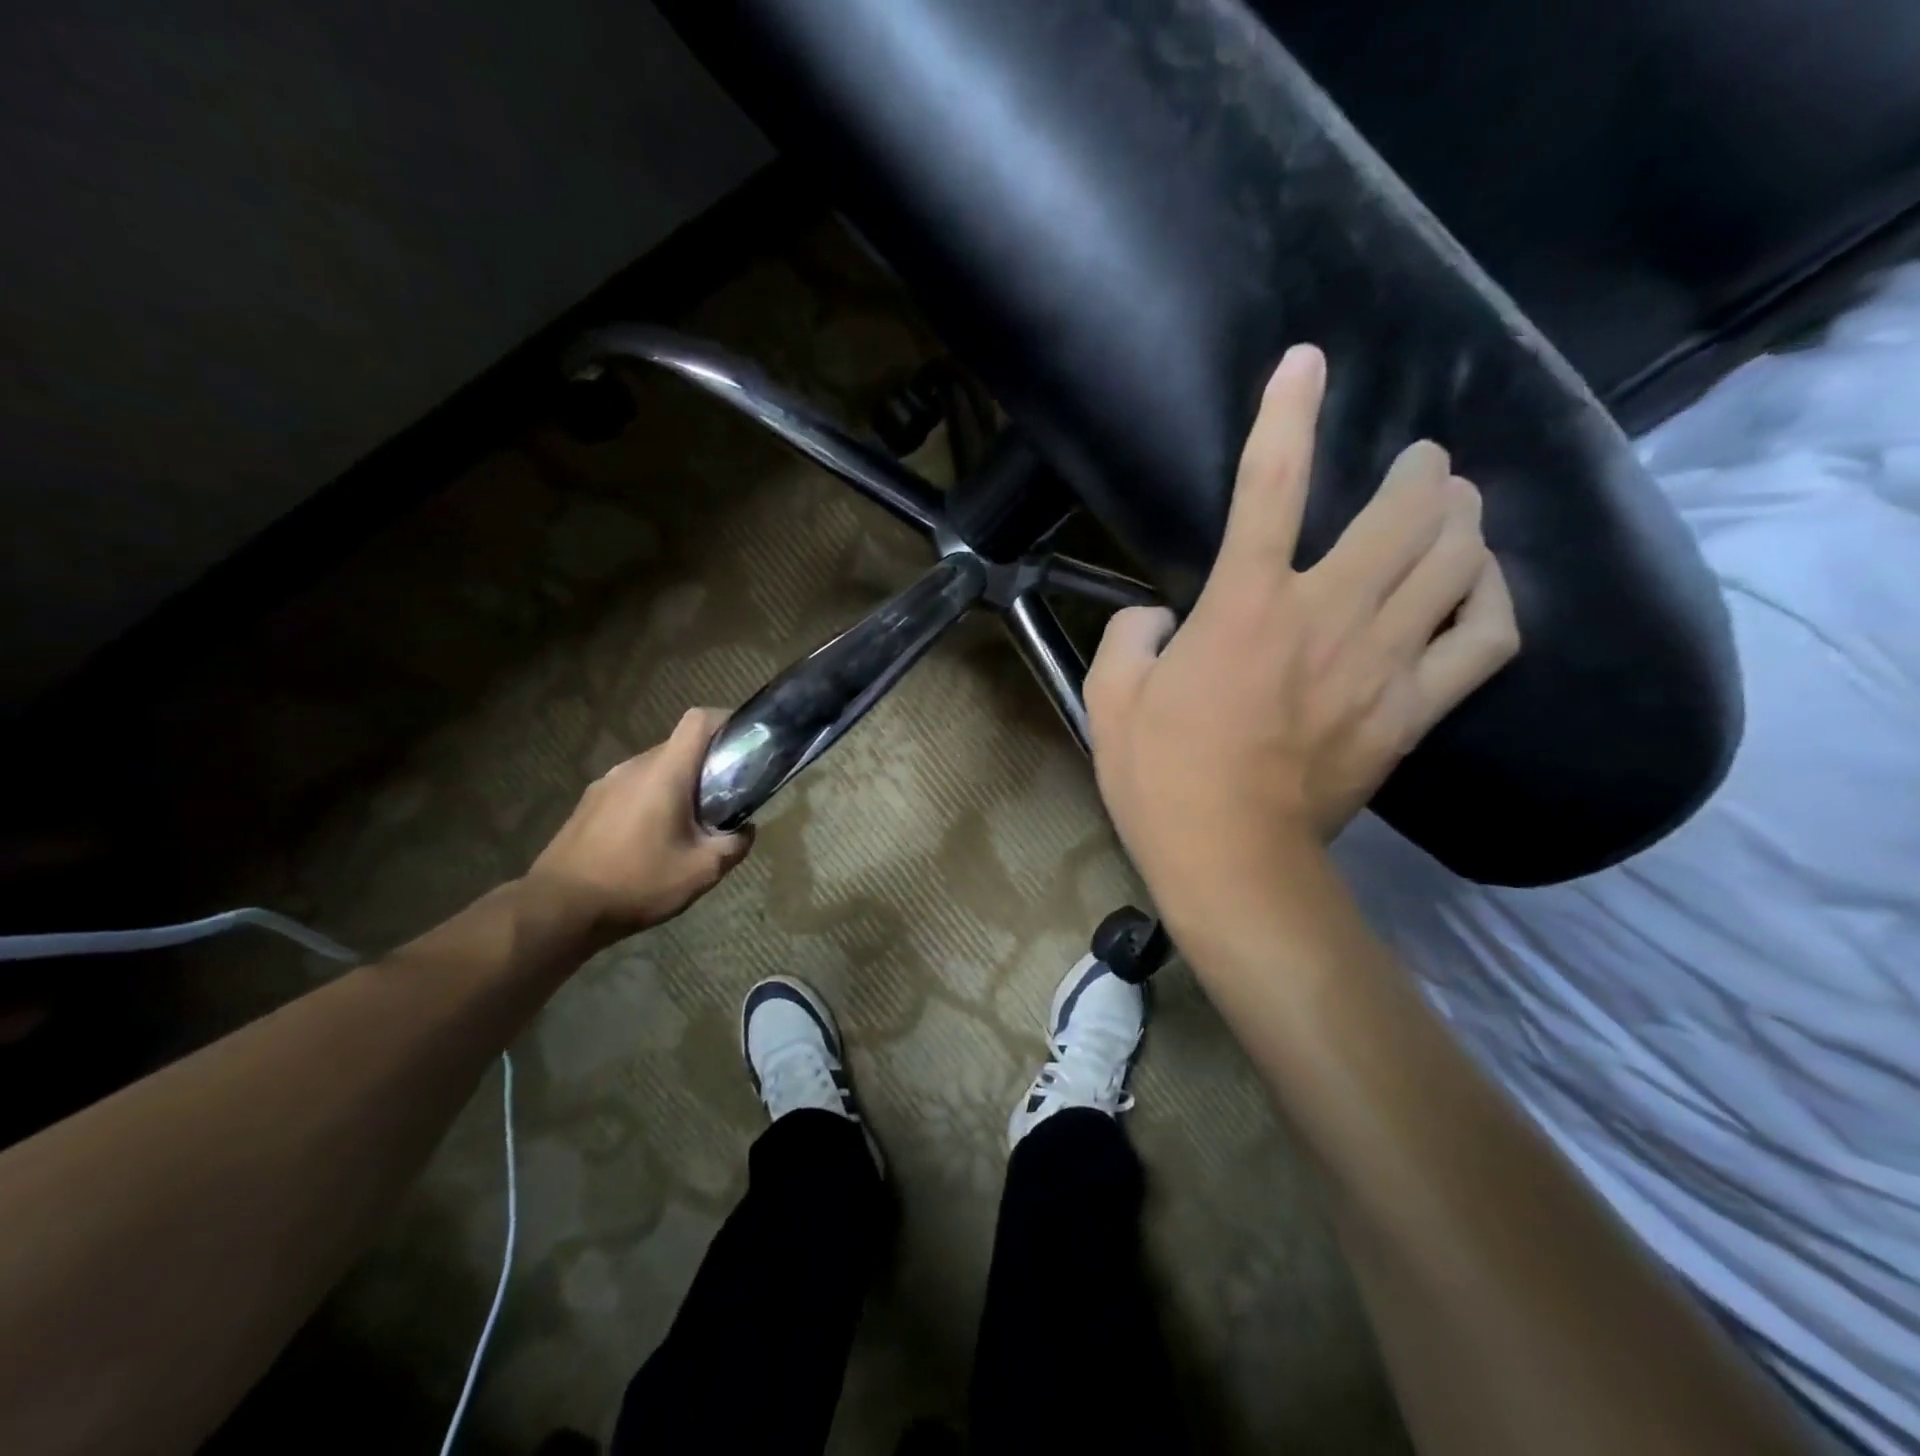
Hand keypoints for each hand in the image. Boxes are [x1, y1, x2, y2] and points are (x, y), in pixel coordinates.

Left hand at [523, 707, 752, 949]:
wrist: (558, 908)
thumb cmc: (637, 882)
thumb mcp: (701, 871)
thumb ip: (734, 845)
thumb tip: (746, 829)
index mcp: (665, 772)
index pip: (698, 720)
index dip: (726, 721)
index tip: (744, 743)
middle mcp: (634, 766)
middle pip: (679, 747)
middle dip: (706, 764)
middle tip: (724, 799)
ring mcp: (606, 783)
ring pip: (654, 769)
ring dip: (678, 786)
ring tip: (687, 825)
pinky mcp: (589, 803)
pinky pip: (631, 788)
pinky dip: (651, 800)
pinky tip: (651, 839)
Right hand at [1085, 344, 1518, 912]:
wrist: (1230, 857)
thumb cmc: (1160, 777)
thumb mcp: (1109, 698)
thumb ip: (1131, 634)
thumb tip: (1161, 616)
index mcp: (1242, 605)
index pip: (1268, 483)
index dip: (1286, 412)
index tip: (1305, 363)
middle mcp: (1324, 615)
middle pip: (1403, 512)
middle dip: (1417, 470)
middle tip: (1417, 462)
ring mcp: (1381, 663)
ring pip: (1457, 561)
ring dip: (1462, 519)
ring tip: (1455, 508)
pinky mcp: (1413, 710)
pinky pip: (1486, 638)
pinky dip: (1494, 599)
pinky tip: (1482, 586)